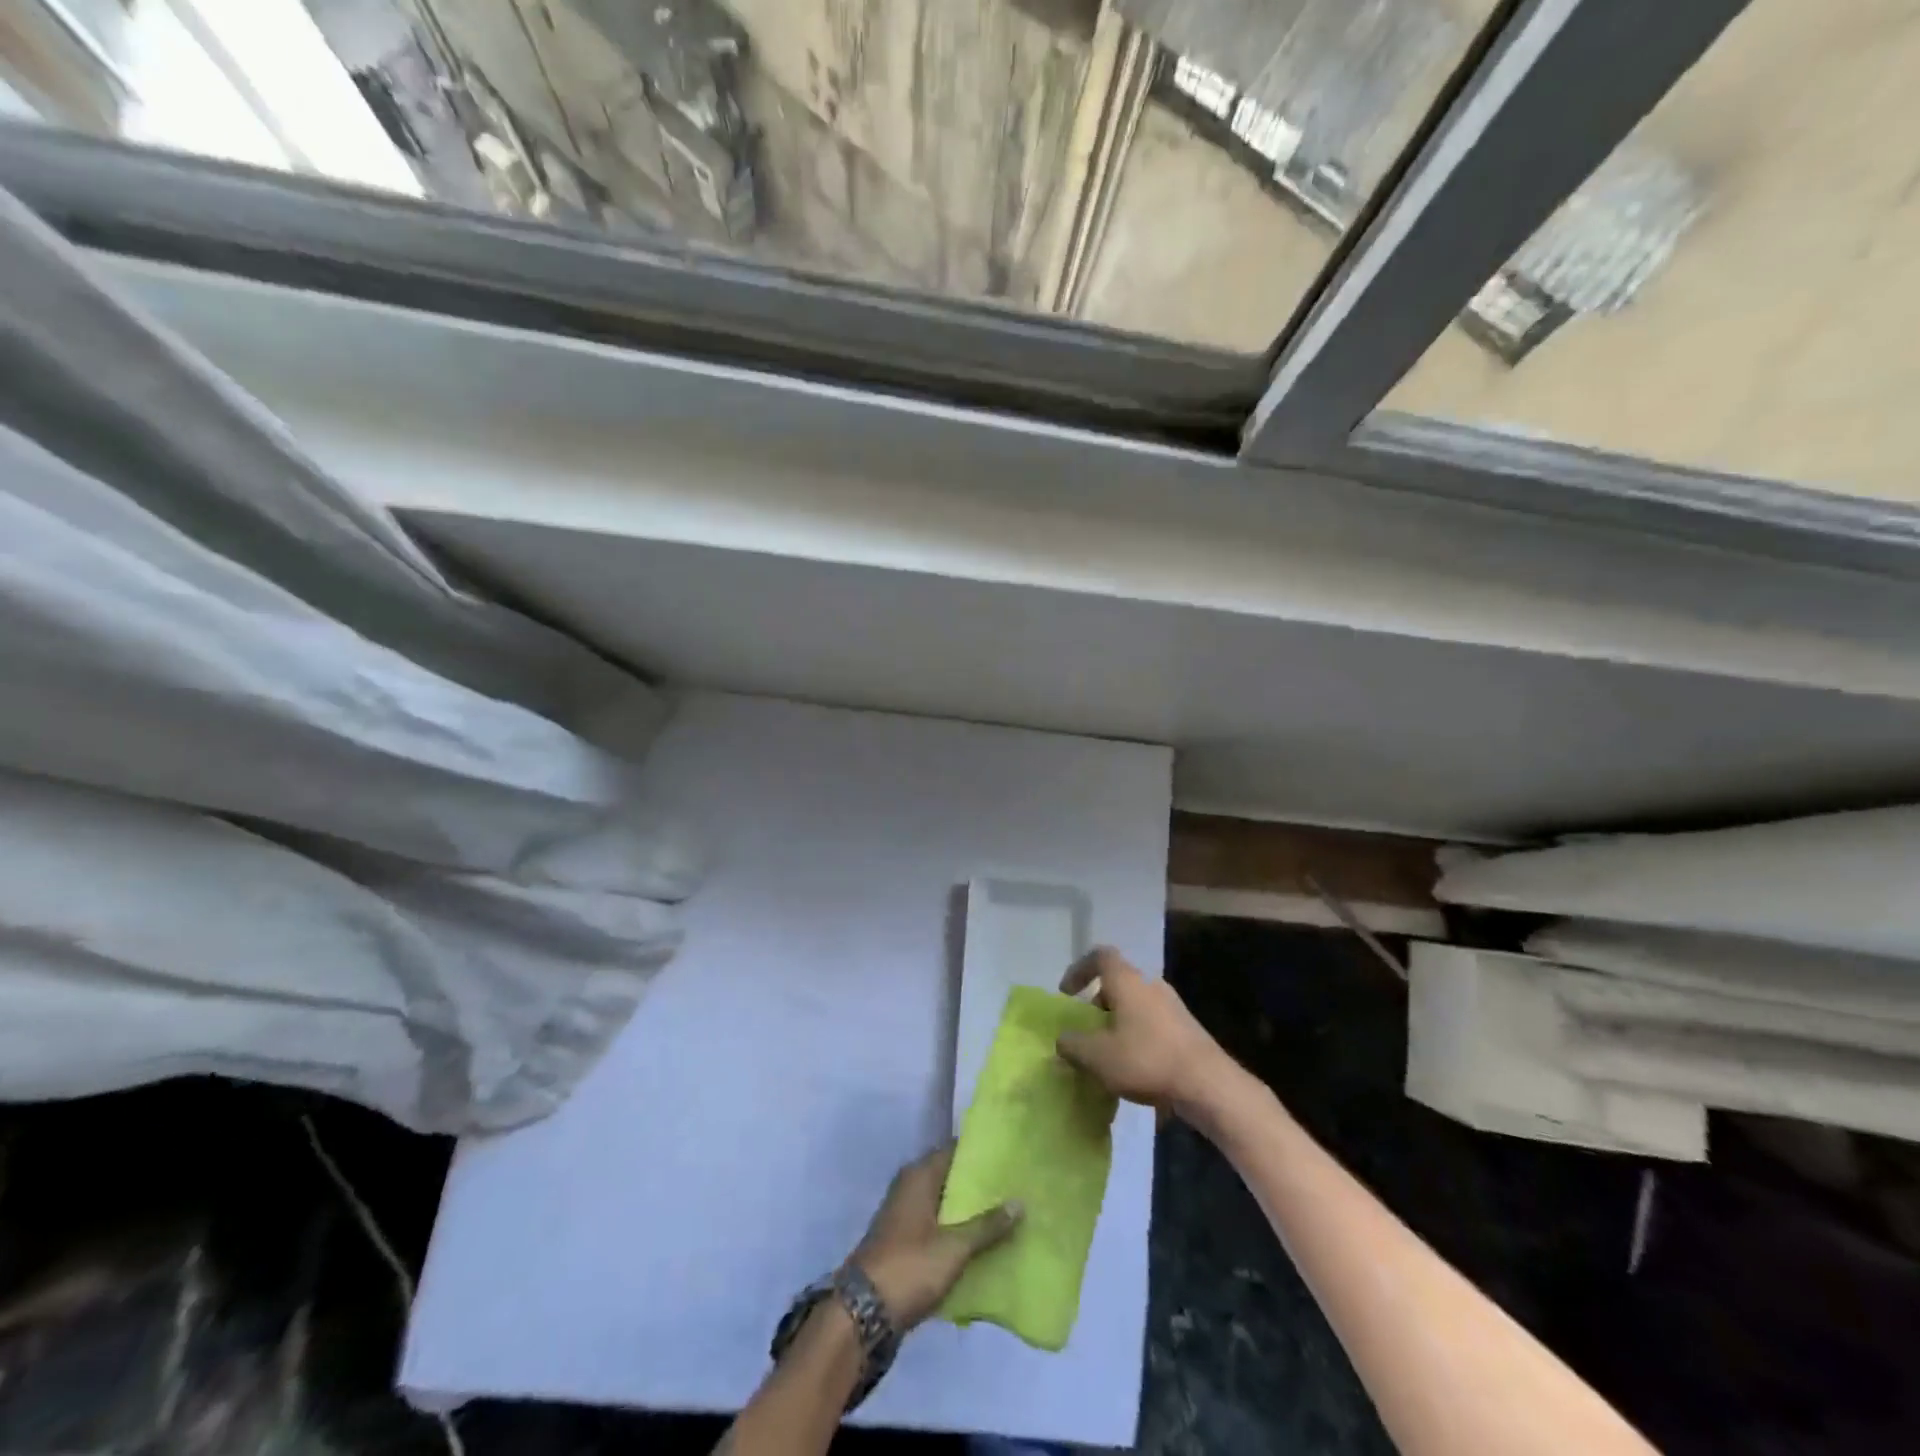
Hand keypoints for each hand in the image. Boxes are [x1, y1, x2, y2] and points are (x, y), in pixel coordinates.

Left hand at [849, 1146, 1020, 1330]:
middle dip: (980, 1185)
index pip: (955, 1151)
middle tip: (1016, 1186)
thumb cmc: (910, 1267)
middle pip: (951, 1177)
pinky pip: (938, 1225)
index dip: (982, 1153)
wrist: (864, 1313)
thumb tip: (1020, 1202)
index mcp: (919, 1175)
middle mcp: (910, 1187)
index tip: (1010, 1156)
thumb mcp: (954, 1247)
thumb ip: (986, 1226)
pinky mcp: (905, 1241)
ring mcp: (905, 1215)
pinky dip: (958, 1230)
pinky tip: (984, 1241)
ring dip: (970, 1210)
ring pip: (945, 1204)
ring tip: (1008, 1213)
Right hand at [1056, 946, 1235, 1118]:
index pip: (1100, 956)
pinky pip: (1152, 1022)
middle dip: (1098, 1004)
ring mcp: (1172, 1005)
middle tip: (1087, 1030)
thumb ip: (1072, 1045)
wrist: (1208, 1084)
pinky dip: (1137, 1036)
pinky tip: (1135, 1066)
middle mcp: (1150, 984)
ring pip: (1135, 1004)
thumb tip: (1063, 1039)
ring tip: (1108, 1053)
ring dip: (1118, 1022)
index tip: (1067, 995)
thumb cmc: (1147, 1059)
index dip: (1079, 970)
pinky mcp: (1186, 1028)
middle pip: (1118, 982)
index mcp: (1127, 981)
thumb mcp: (1097, 1057)